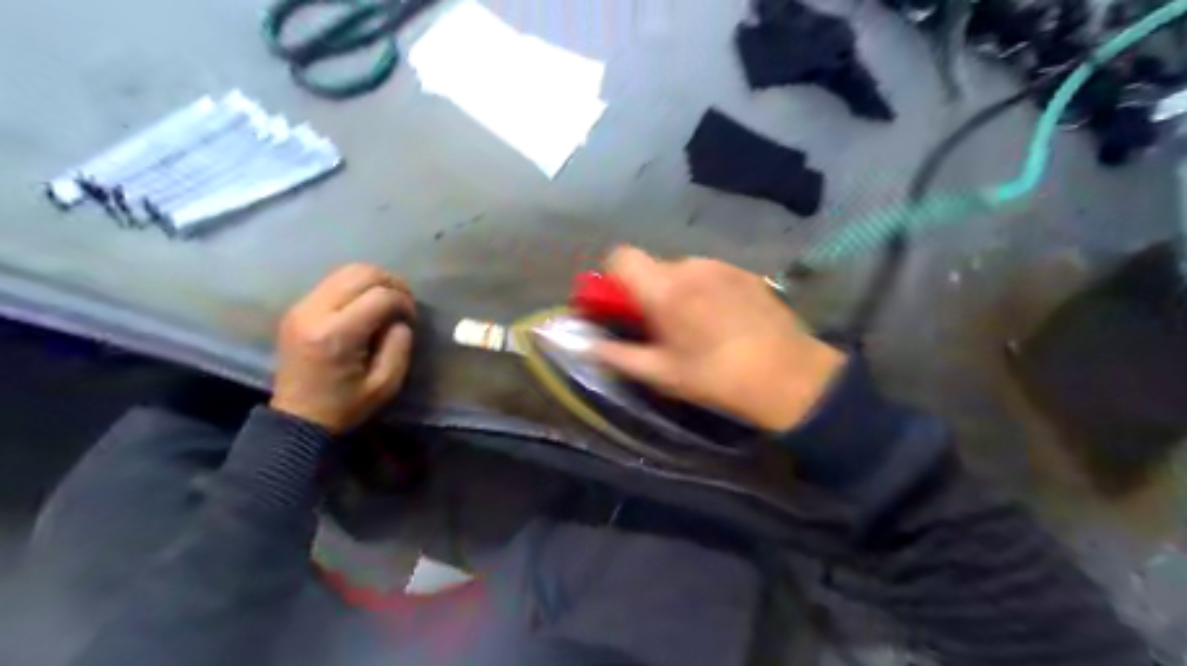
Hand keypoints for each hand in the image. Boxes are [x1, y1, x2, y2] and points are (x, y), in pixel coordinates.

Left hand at [268, 261, 415, 435]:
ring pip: (345, 271)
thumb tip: (400, 319)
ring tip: (387, 302)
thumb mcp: (386, 383)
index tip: (412, 319)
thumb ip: (400, 345)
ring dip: (373, 281)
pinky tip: (366, 306)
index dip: (405, 302)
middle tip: (404, 303)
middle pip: (360, 273)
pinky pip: (333, 282)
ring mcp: (301, 307)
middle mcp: (314, 312)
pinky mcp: (297, 308)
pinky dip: (356, 287)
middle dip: (391, 283)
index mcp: (336, 335)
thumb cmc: (346, 405)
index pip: (380, 296)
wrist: (298, 418)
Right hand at [592, 248, 844, 428]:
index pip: (621, 257)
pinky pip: (710, 274)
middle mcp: (691, 266)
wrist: (790, 375)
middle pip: (653, 266)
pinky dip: (705, 290)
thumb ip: (618, 355)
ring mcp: (722, 265)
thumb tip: (586, 344)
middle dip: (648, 291)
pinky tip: (723, 321)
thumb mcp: (662, 374)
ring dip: (678, 291)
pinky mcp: (746, 271)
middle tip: (661, 327)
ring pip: (682, 270)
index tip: (621, 306)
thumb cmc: (717, 378)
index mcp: (665, 288)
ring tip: (697, 327)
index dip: (613, 277)